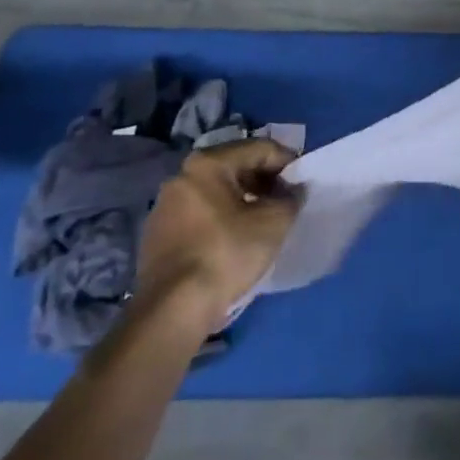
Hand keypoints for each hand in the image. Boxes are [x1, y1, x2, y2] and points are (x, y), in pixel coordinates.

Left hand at [137, 140, 302, 320]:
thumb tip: (294, 190)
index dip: (287, 162)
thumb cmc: (226, 255)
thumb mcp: (274, 222)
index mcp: (207, 164)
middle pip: (235, 166)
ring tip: (264, 219)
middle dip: (264, 179)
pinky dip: (222, 216)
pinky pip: (200, 212)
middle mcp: (181, 176)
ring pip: (216, 190)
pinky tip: (236, 237)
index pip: (259, 149)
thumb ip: (291, 198)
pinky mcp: (157, 234)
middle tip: (285, 200)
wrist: (172, 311)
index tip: (302, 182)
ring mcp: (164, 206)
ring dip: (244, 198)